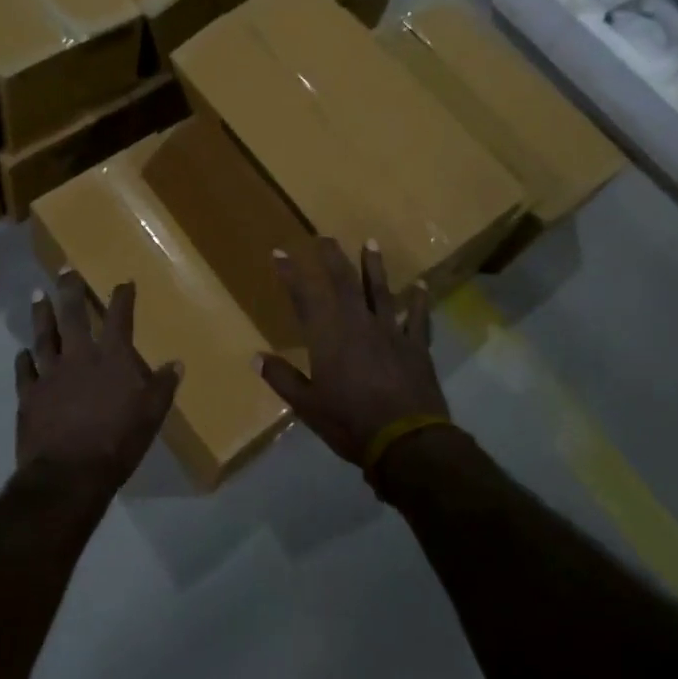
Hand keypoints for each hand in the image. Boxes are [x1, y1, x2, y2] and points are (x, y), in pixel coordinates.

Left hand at [15, 270, 181, 494]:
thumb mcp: (151, 416)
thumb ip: (163, 387)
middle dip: (70, 291)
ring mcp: (50, 374)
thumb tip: (176, 363)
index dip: (122, 298)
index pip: (118, 318)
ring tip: (38, 295)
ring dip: (41, 314)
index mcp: (112, 359)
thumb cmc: (117, 442)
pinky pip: (24, 371)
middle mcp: (79, 357)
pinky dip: (24, 359)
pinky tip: (22, 351)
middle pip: (73, 316)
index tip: (123, 282)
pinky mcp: (29, 396)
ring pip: (44, 336)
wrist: (69, 473)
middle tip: (64, 271)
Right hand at [258, 238, 448, 469]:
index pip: (304, 297)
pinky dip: (419, 300)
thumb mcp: (308, 406)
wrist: (406, 441)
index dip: (290, 273)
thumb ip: (282, 378)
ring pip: (381, 291)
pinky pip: (418, 317)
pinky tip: (421, 286)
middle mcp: (358, 324)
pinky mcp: (416, 346)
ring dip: (374, 266)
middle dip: (332, 258)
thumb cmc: (350, 423)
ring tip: (370, 243)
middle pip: (344, 283)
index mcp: (328, 337)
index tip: (279, 252)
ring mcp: (391, 332)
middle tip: (325, 237)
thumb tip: (256, 357)